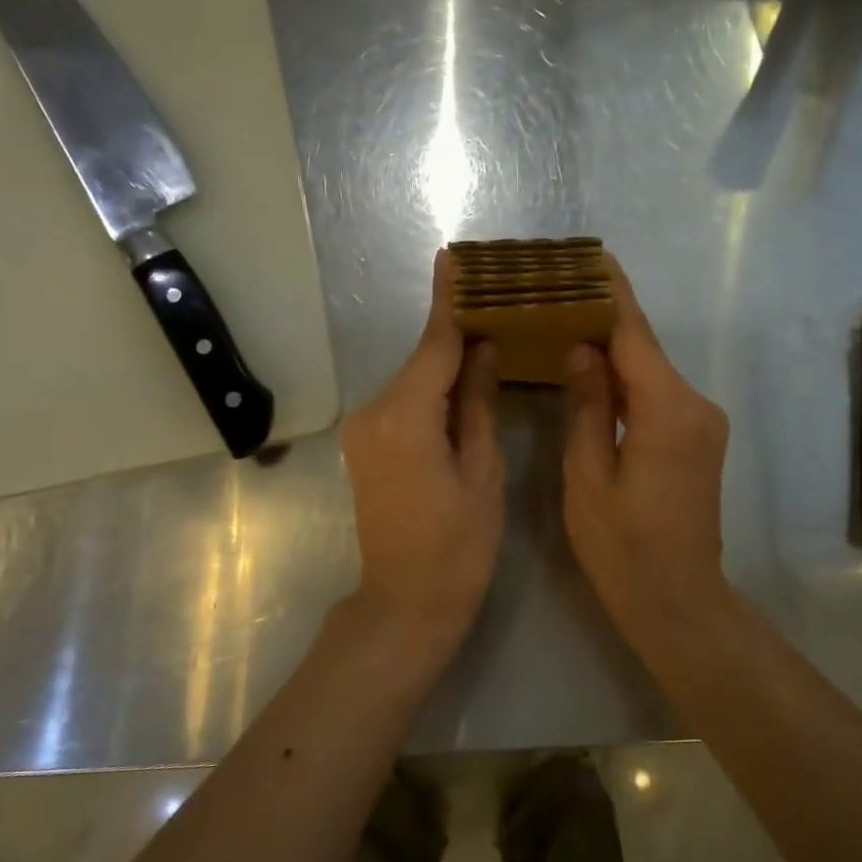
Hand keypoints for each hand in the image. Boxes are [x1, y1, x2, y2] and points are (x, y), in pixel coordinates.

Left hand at [340, 251, 503, 646]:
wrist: (405, 604)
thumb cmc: (458, 546)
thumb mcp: (482, 471)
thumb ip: (478, 403)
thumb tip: (484, 348)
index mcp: (406, 416)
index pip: (434, 344)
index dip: (449, 301)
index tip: (453, 257)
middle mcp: (374, 412)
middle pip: (423, 360)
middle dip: (457, 334)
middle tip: (497, 304)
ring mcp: (364, 430)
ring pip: (414, 382)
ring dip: (447, 365)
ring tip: (490, 342)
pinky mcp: (365, 446)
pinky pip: (404, 404)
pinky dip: (432, 391)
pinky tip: (463, 385)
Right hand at [563, 258, 731, 631]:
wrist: (678, 601)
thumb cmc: (623, 546)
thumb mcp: (588, 476)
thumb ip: (587, 405)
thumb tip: (582, 349)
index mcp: (667, 409)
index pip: (634, 334)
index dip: (611, 293)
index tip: (590, 257)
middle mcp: (694, 405)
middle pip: (644, 348)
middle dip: (604, 319)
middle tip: (558, 294)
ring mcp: (702, 423)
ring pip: (651, 372)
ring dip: (614, 351)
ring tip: (567, 325)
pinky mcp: (698, 440)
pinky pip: (658, 395)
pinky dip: (627, 381)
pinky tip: (594, 374)